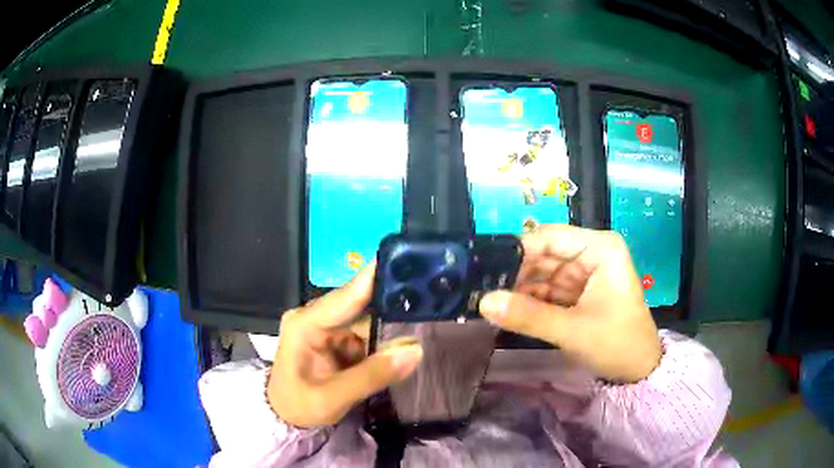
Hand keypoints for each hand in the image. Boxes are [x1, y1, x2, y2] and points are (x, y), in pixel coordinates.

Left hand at [267, 263, 422, 426]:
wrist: (285, 417)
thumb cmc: (299, 405)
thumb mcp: (333, 397)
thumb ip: (372, 375)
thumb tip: (415, 350)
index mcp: (306, 324)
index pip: (346, 295)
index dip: (376, 278)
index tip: (407, 260)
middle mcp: (316, 318)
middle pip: (360, 305)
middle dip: (392, 305)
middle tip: (430, 298)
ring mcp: (327, 328)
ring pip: (367, 322)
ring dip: (390, 330)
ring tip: (424, 327)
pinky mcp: (336, 340)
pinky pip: (365, 336)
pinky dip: (382, 344)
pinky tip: (403, 347)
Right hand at [479, 224, 660, 382]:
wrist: (638, 370)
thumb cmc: (617, 344)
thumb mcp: (573, 331)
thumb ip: (529, 316)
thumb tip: (484, 302)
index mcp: (600, 248)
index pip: (551, 237)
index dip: (517, 250)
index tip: (483, 268)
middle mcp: (591, 253)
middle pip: (544, 255)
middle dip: (515, 273)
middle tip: (480, 289)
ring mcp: (584, 273)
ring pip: (542, 273)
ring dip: (518, 288)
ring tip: (487, 300)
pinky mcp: (578, 292)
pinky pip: (547, 290)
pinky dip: (529, 300)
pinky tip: (506, 309)